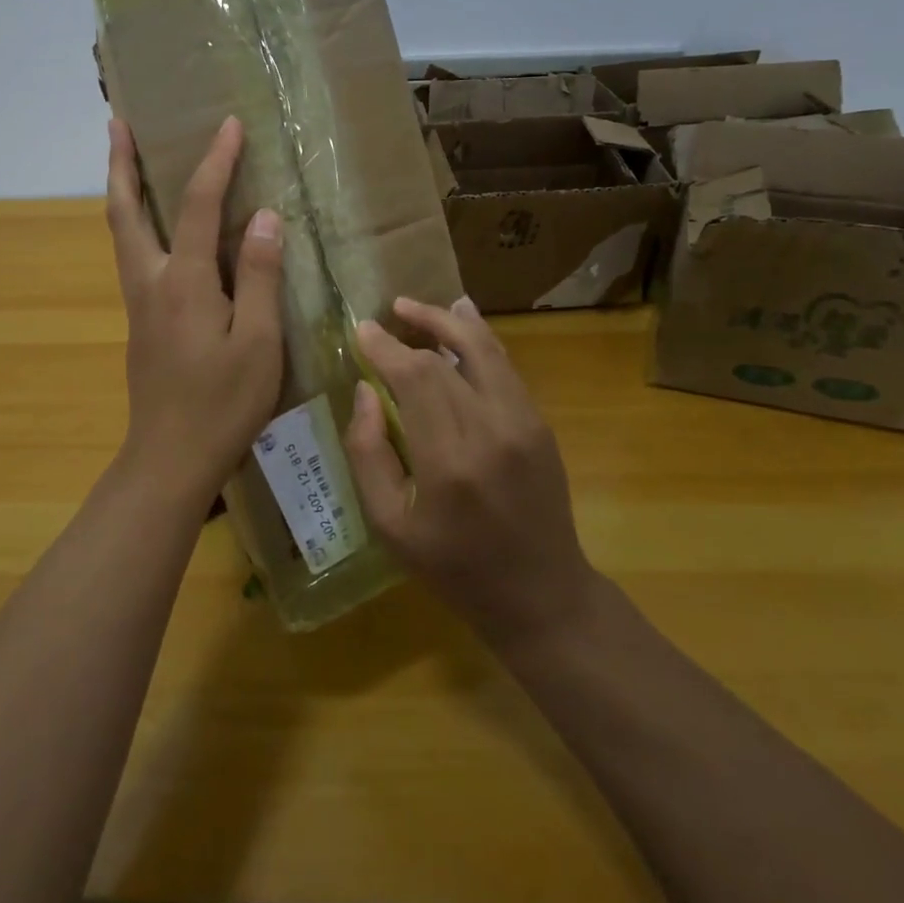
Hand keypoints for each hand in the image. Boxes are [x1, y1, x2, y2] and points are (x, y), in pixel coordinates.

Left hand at [104, 116, 284, 495]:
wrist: (170, 458)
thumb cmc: (223, 403)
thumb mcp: (260, 342)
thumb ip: (262, 277)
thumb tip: (266, 217)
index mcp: (184, 282)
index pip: (199, 205)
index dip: (216, 162)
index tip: (229, 124)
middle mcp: (150, 281)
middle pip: (124, 209)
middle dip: (121, 162)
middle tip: (117, 122)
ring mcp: (139, 302)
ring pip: (121, 232)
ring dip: (120, 188)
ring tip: (125, 158)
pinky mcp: (141, 321)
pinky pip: (132, 254)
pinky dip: (134, 222)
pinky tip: (152, 225)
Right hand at [344, 298, 595, 647]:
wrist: (541, 595)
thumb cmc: (454, 567)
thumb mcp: (389, 526)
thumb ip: (367, 453)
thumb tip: (365, 391)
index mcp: (449, 461)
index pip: (414, 378)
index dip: (385, 348)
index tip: (362, 331)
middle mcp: (492, 430)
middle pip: (446, 357)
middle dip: (412, 328)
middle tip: (384, 317)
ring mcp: (524, 423)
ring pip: (484, 349)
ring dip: (448, 320)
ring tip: (414, 307)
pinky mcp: (540, 423)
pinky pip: (504, 366)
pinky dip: (479, 338)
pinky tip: (461, 318)